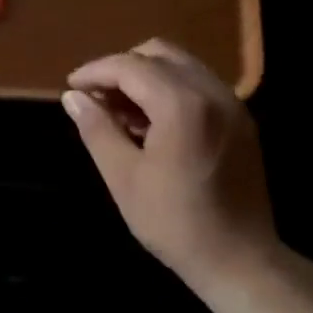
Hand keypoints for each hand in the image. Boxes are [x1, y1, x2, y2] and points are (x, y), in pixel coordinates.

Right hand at [63, 39, 276, 289]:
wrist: (239, 259)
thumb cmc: (174, 222)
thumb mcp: (124, 177)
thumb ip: (97, 129)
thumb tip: (73, 97)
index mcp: (182, 104)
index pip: (130, 66)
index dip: (96, 71)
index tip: (71, 86)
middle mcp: (212, 91)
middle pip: (159, 53)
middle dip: (122, 68)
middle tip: (96, 98)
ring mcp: (232, 104)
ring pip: (182, 66)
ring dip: (147, 77)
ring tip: (120, 112)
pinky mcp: (242, 120)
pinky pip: (200, 85)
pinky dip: (171, 89)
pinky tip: (153, 123)